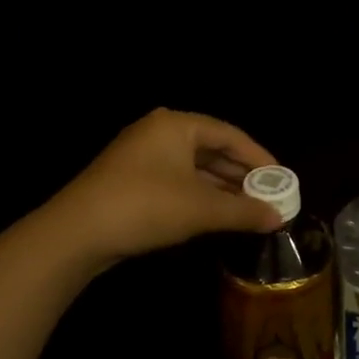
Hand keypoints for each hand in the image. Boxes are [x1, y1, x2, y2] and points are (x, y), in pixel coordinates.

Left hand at [50, 108, 286, 267]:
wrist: (76, 233)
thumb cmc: (145, 206)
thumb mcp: (201, 209)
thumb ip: (244, 211)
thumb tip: (279, 218)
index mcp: (177, 125)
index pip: (229, 135)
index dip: (259, 157)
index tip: (282, 179)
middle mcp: (159, 132)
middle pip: (211, 149)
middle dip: (241, 174)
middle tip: (269, 195)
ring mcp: (141, 155)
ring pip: (193, 167)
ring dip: (221, 188)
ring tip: (249, 208)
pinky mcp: (130, 180)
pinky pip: (176, 180)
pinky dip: (199, 195)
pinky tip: (216, 214)